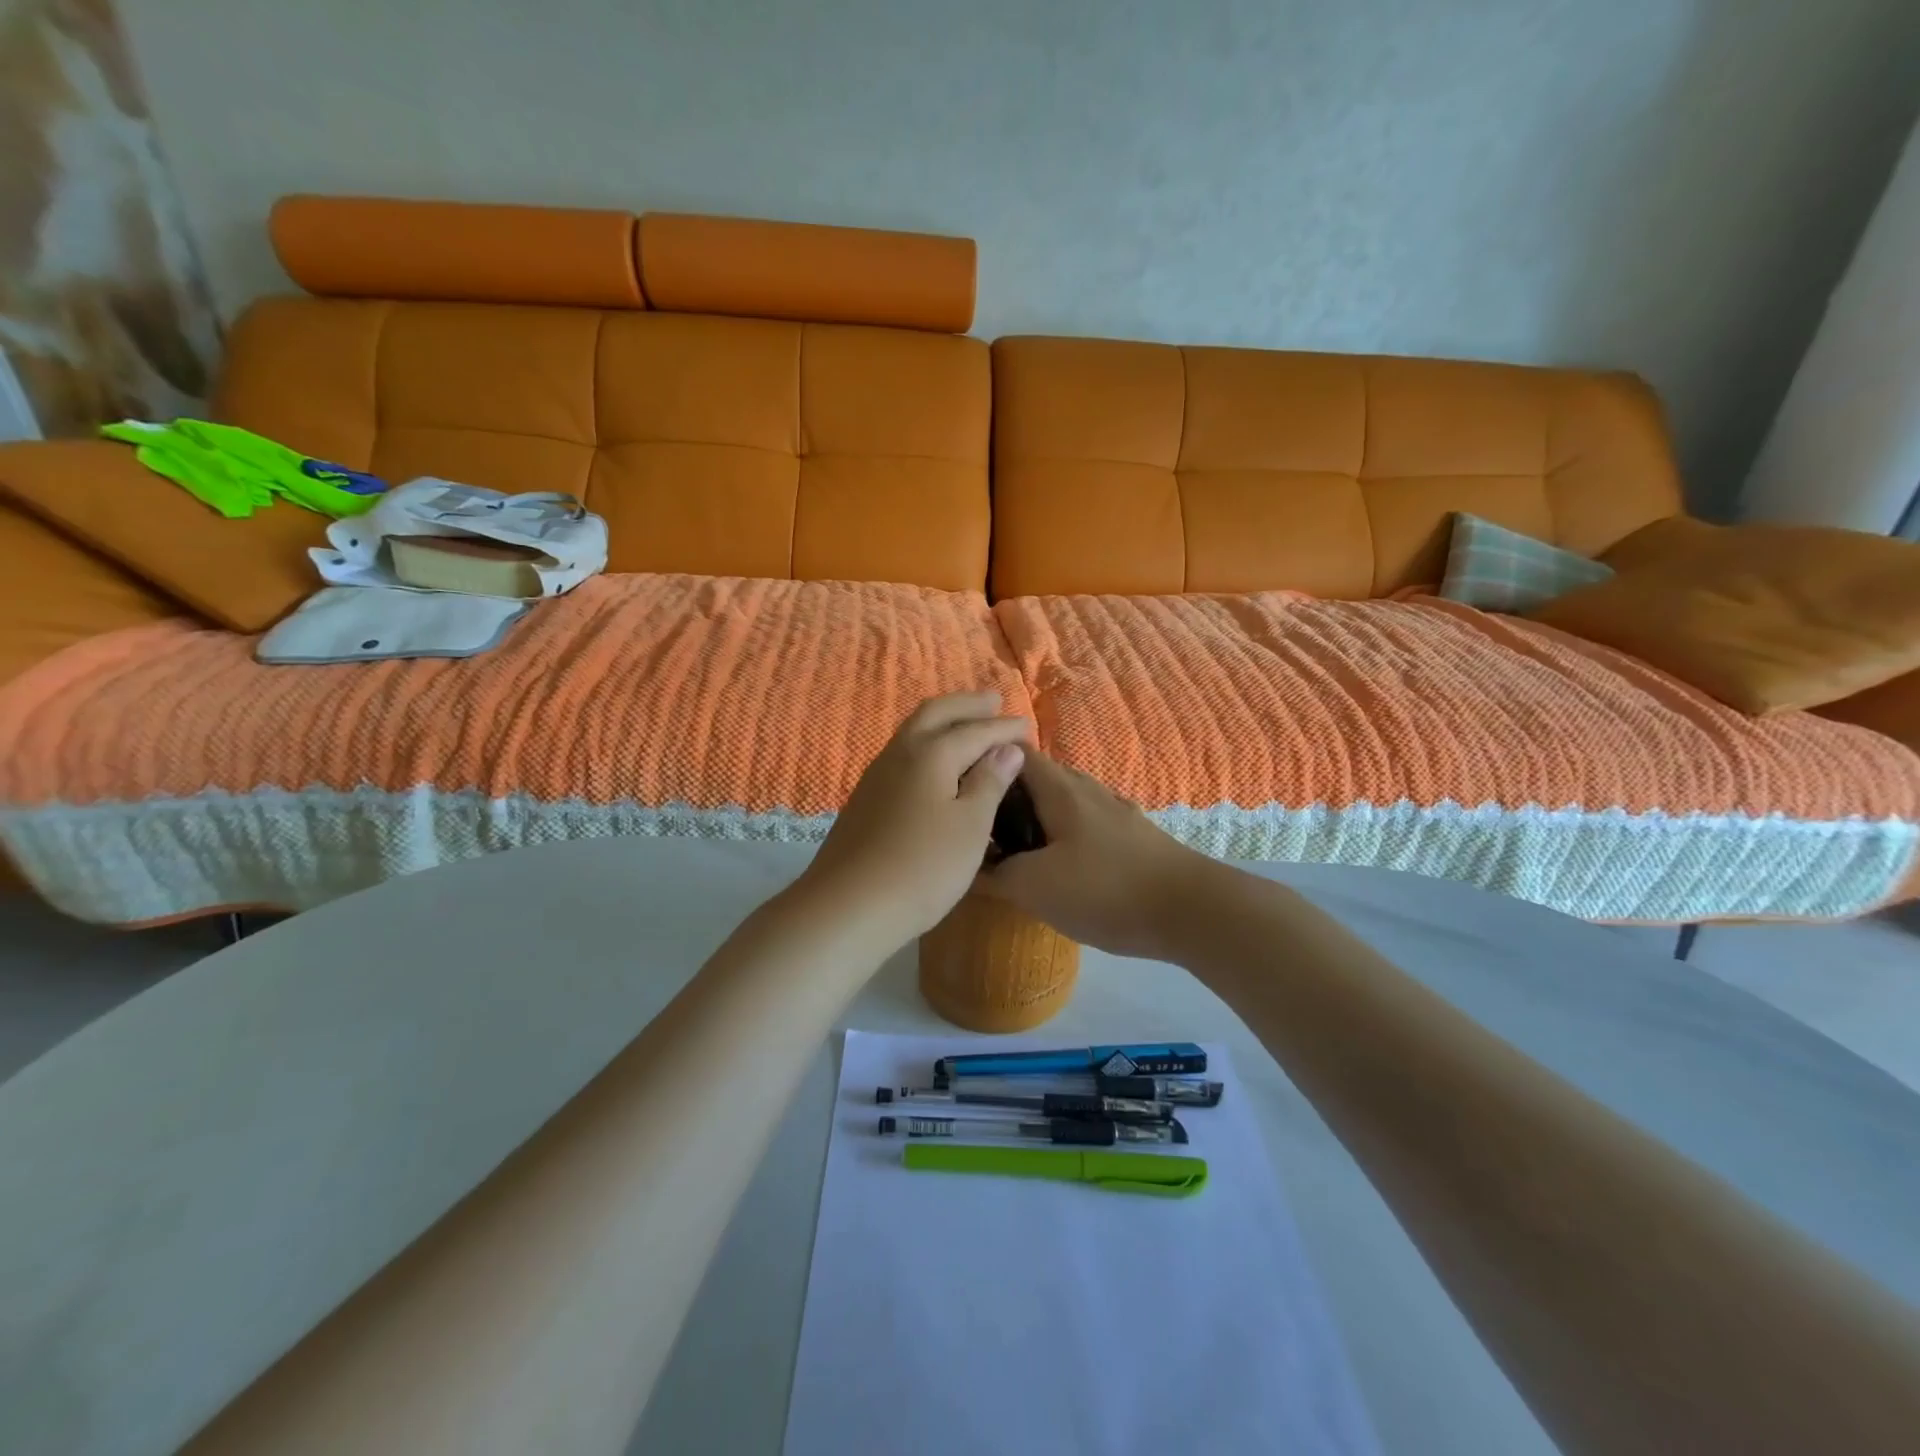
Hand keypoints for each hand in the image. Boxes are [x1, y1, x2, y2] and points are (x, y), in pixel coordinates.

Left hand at [798, 692, 1028, 948]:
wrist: (848, 906)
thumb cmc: (923, 867)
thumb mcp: (970, 827)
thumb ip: (989, 783)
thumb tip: (1006, 750)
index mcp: (931, 753)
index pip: (976, 730)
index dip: (1004, 728)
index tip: (1028, 726)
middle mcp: (900, 752)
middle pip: (936, 714)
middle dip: (967, 706)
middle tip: (993, 701)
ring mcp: (877, 775)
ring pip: (914, 732)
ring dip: (943, 722)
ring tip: (966, 725)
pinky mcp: (865, 798)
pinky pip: (903, 754)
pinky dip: (927, 746)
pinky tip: (934, 765)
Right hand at [975, 751, 1212, 959]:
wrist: (1190, 911)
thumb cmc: (1105, 889)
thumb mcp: (1035, 887)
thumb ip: (996, 875)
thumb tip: (969, 866)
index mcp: (1061, 789)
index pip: (1016, 753)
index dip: (984, 762)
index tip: (960, 788)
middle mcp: (1088, 790)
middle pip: (1039, 778)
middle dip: (1007, 797)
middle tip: (981, 827)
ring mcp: (1115, 813)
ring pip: (1064, 803)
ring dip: (1037, 819)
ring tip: (1015, 850)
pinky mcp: (1133, 838)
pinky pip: (1086, 826)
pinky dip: (1064, 837)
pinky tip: (1061, 868)